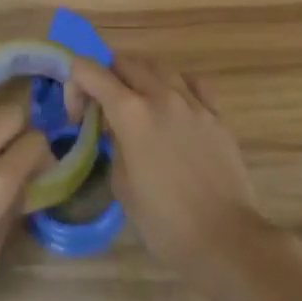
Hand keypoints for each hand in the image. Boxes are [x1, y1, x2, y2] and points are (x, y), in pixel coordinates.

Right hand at [69, 55, 278, 290]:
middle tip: (104, 107)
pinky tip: (175, 103)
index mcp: (131, 113)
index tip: (77, 114)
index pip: (90, 71)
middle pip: (125, 61)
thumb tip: (120, 132)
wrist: (226, 239)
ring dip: (140, 76)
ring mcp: (192, 101)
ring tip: (138, 102)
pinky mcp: (216, 114)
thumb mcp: (123, 186)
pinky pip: (192, 83)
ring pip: (159, 66)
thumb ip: (115, 146)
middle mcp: (160, 95)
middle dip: (106, 77)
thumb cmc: (166, 223)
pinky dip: (176, 85)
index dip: (75, 84)